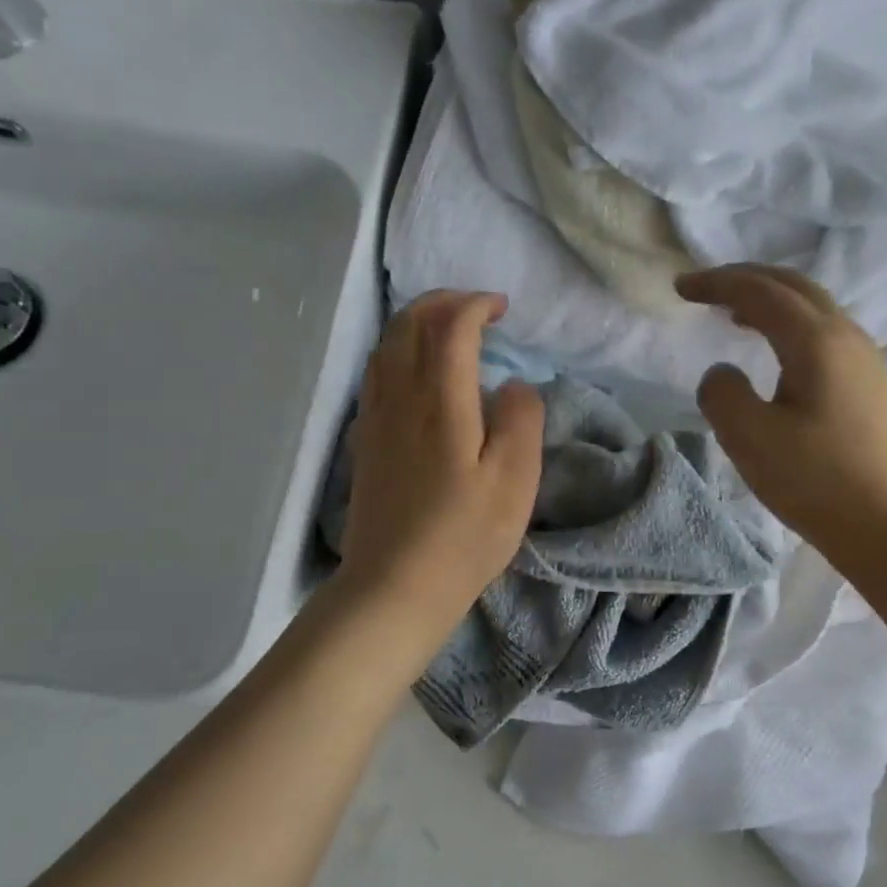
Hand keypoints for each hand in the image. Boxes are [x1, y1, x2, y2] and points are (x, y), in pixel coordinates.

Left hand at [333, 291, 544, 644]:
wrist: (395, 585)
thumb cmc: (464, 535)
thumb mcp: (515, 479)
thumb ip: (522, 418)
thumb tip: (512, 384)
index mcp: (441, 399)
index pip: (451, 325)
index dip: (476, 305)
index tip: (502, 308)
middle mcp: (400, 396)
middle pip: (410, 323)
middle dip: (443, 301)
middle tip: (476, 308)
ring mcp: (375, 417)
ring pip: (387, 344)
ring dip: (417, 322)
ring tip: (448, 330)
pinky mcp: (365, 439)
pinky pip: (375, 372)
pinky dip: (397, 350)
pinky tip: (415, 370)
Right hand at [677, 265, 886, 561]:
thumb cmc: (822, 481)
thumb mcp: (752, 439)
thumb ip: (722, 395)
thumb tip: (722, 373)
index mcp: (816, 340)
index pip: (759, 291)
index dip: (716, 282)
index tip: (680, 287)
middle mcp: (846, 338)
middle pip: (794, 286)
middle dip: (746, 279)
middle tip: (707, 287)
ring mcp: (866, 363)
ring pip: (814, 310)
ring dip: (771, 302)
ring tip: (737, 316)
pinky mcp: (873, 390)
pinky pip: (825, 336)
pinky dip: (791, 327)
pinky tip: (780, 357)